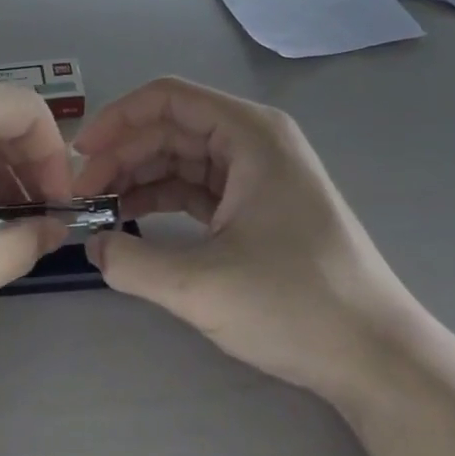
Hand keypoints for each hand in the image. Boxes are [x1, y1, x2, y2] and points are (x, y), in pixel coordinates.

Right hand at [72, 78, 424, 402]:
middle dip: (122, 155)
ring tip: (99, 209)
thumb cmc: (296, 305)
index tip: (79, 157)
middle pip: (171, 128)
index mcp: (250, 134)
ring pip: (182, 158)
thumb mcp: (201, 285)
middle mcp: (255, 141)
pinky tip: (132, 220)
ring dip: (139, 177)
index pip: (167, 99)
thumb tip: (91, 245)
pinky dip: (163, 199)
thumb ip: (132, 261)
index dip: (117, 120)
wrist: (376, 356)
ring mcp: (259, 174)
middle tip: (82, 196)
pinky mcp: (258, 206)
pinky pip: (199, 187)